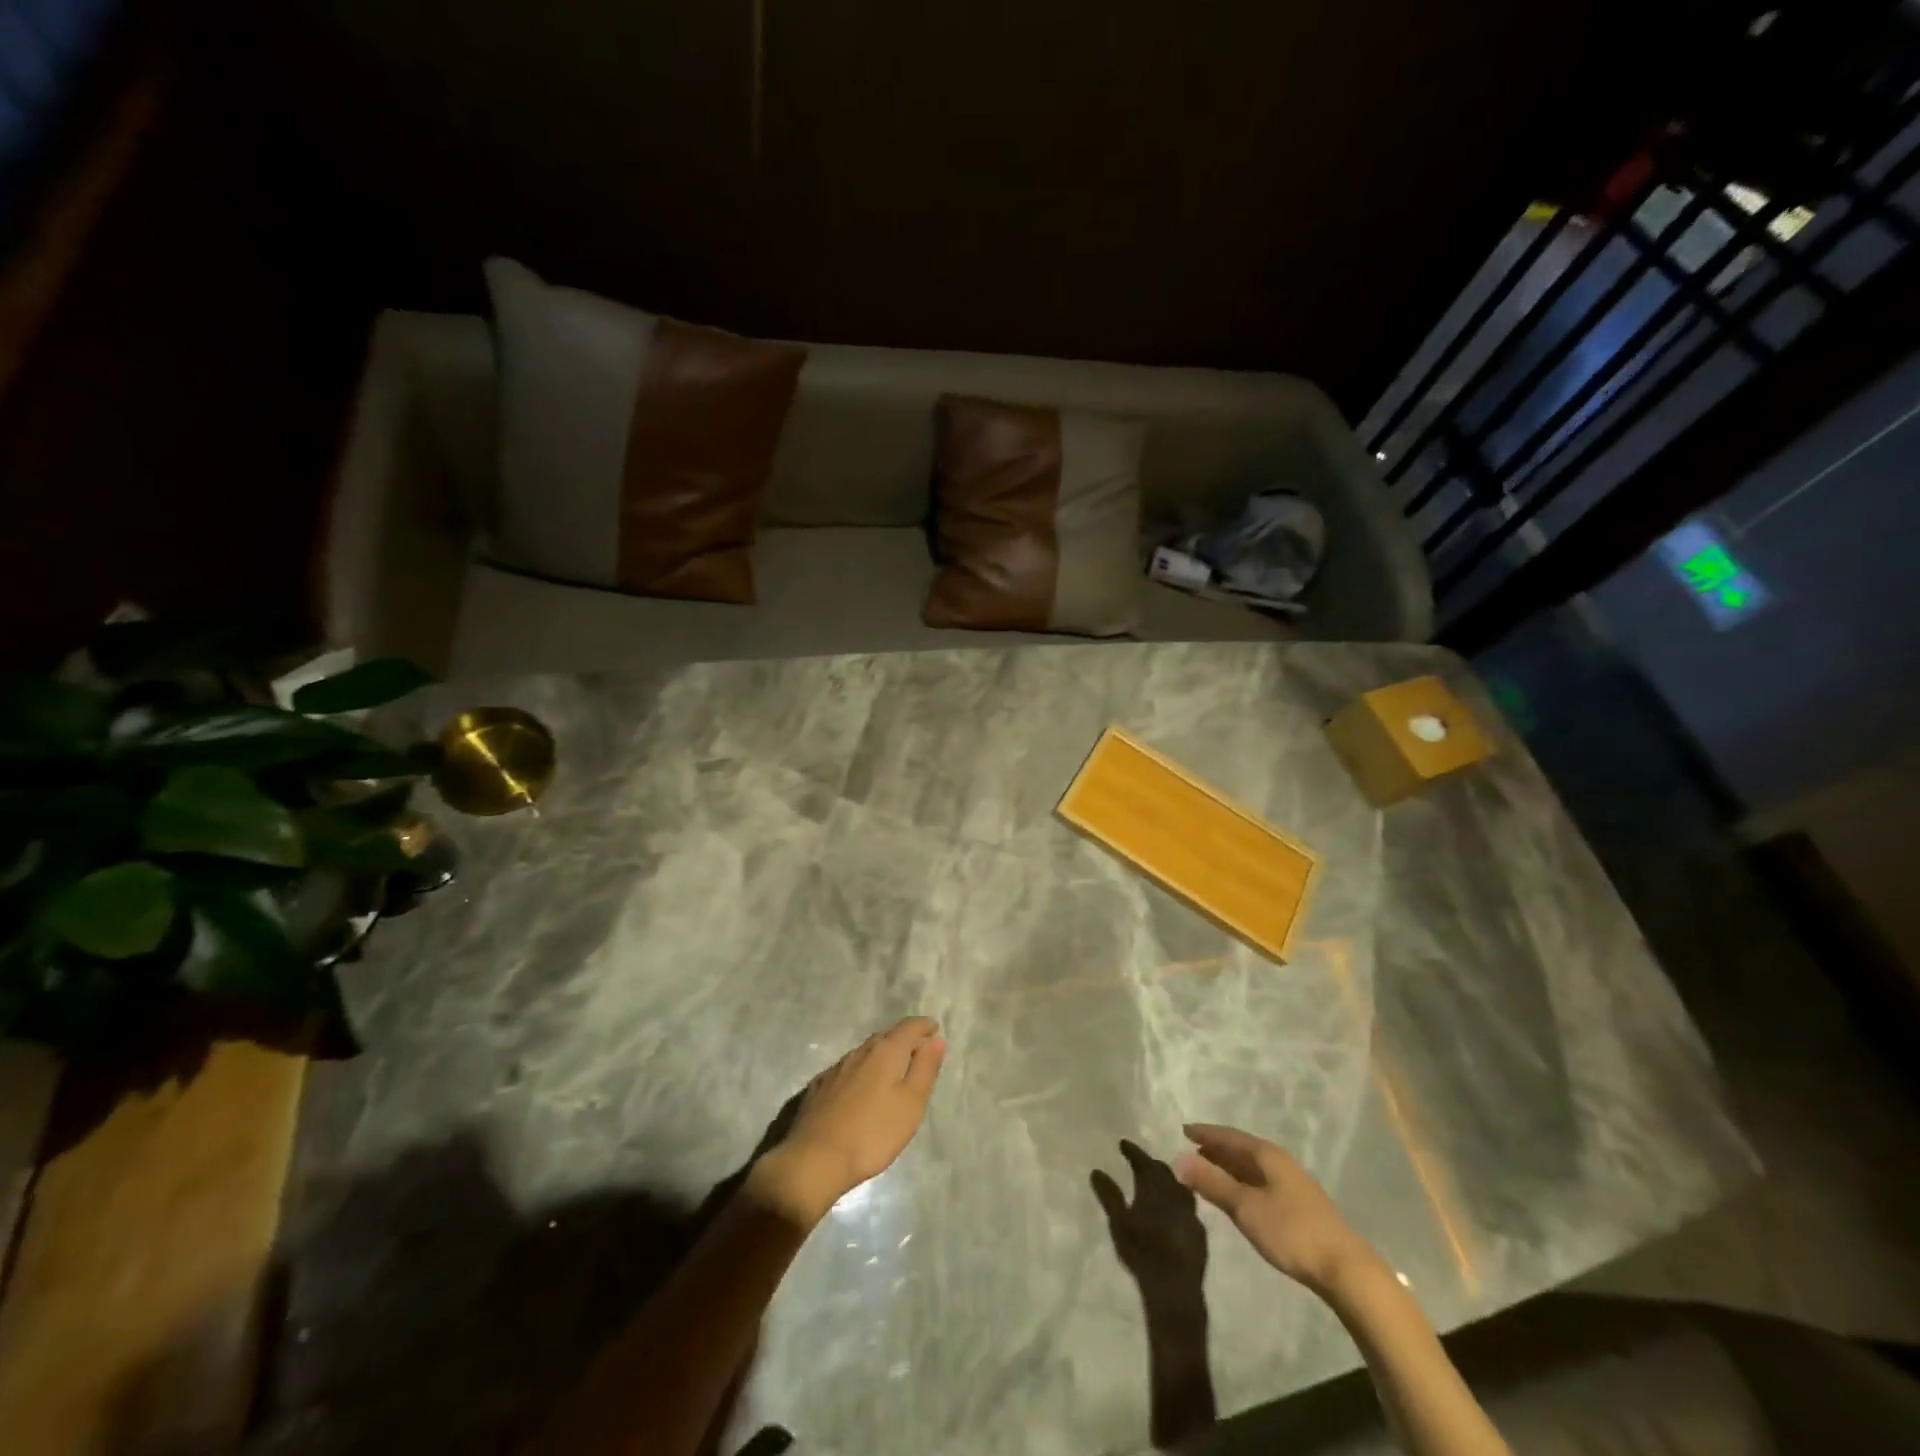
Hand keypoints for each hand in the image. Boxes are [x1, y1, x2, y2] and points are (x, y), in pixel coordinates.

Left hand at [749, 1017, 946, 1225]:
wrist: (815, 1159)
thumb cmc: (873, 1132)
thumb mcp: (911, 1103)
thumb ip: (925, 1068)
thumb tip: (935, 1039)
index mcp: (886, 1051)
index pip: (909, 1027)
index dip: (924, 1026)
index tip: (934, 1029)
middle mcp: (860, 1051)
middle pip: (886, 1036)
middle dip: (903, 1039)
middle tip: (917, 1050)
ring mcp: (836, 1068)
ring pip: (865, 1052)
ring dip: (881, 1055)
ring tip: (892, 1070)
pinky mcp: (819, 1087)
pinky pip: (848, 1069)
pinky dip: (861, 1071)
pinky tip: (860, 1089)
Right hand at [1091, 1141, 1208, 1302]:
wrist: (1174, 1288)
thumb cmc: (1142, 1251)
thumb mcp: (1118, 1222)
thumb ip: (1109, 1195)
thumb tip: (1096, 1170)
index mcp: (1154, 1187)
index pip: (1143, 1161)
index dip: (1133, 1151)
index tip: (1123, 1143)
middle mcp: (1175, 1194)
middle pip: (1163, 1171)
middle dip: (1151, 1164)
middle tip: (1140, 1162)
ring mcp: (1190, 1214)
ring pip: (1179, 1188)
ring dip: (1167, 1182)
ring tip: (1158, 1184)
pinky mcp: (1199, 1233)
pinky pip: (1188, 1209)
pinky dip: (1178, 1203)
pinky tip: (1173, 1212)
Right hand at [1174, 1123, 1379, 1295]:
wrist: (1345, 1270)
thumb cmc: (1291, 1231)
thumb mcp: (1245, 1207)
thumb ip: (1211, 1182)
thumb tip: (1177, 1159)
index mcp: (1267, 1155)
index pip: (1229, 1135)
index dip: (1206, 1133)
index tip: (1184, 1131)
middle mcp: (1280, 1162)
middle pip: (1242, 1149)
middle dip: (1216, 1149)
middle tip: (1191, 1151)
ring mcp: (1292, 1184)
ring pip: (1253, 1167)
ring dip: (1230, 1167)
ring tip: (1208, 1172)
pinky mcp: (1299, 1206)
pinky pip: (1261, 1182)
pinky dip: (1243, 1182)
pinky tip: (1238, 1196)